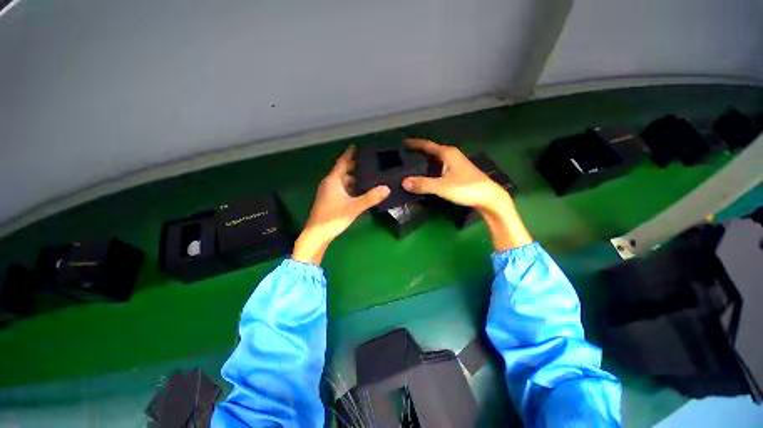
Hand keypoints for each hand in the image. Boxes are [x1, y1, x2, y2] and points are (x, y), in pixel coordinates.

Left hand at [293, 145, 389, 264]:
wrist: (316, 234)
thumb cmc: (333, 218)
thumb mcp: (354, 207)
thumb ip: (370, 198)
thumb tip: (386, 188)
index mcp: (333, 181)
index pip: (342, 162)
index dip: (349, 154)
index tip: (356, 146)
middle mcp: (329, 184)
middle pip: (343, 171)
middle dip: (354, 167)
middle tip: (369, 164)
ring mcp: (328, 192)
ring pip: (342, 181)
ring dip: (353, 179)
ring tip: (367, 178)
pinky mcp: (328, 200)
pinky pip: (341, 189)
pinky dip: (349, 188)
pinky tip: (358, 193)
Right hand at [402, 138, 531, 250]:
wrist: (489, 198)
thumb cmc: (467, 188)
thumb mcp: (442, 186)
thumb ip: (423, 184)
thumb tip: (403, 182)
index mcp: (447, 153)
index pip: (427, 145)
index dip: (414, 143)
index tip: (402, 143)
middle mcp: (451, 155)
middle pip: (431, 151)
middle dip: (417, 153)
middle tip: (403, 157)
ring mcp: (456, 164)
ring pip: (436, 159)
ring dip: (424, 161)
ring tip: (410, 167)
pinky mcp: (458, 173)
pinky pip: (440, 167)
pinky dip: (431, 169)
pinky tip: (426, 176)